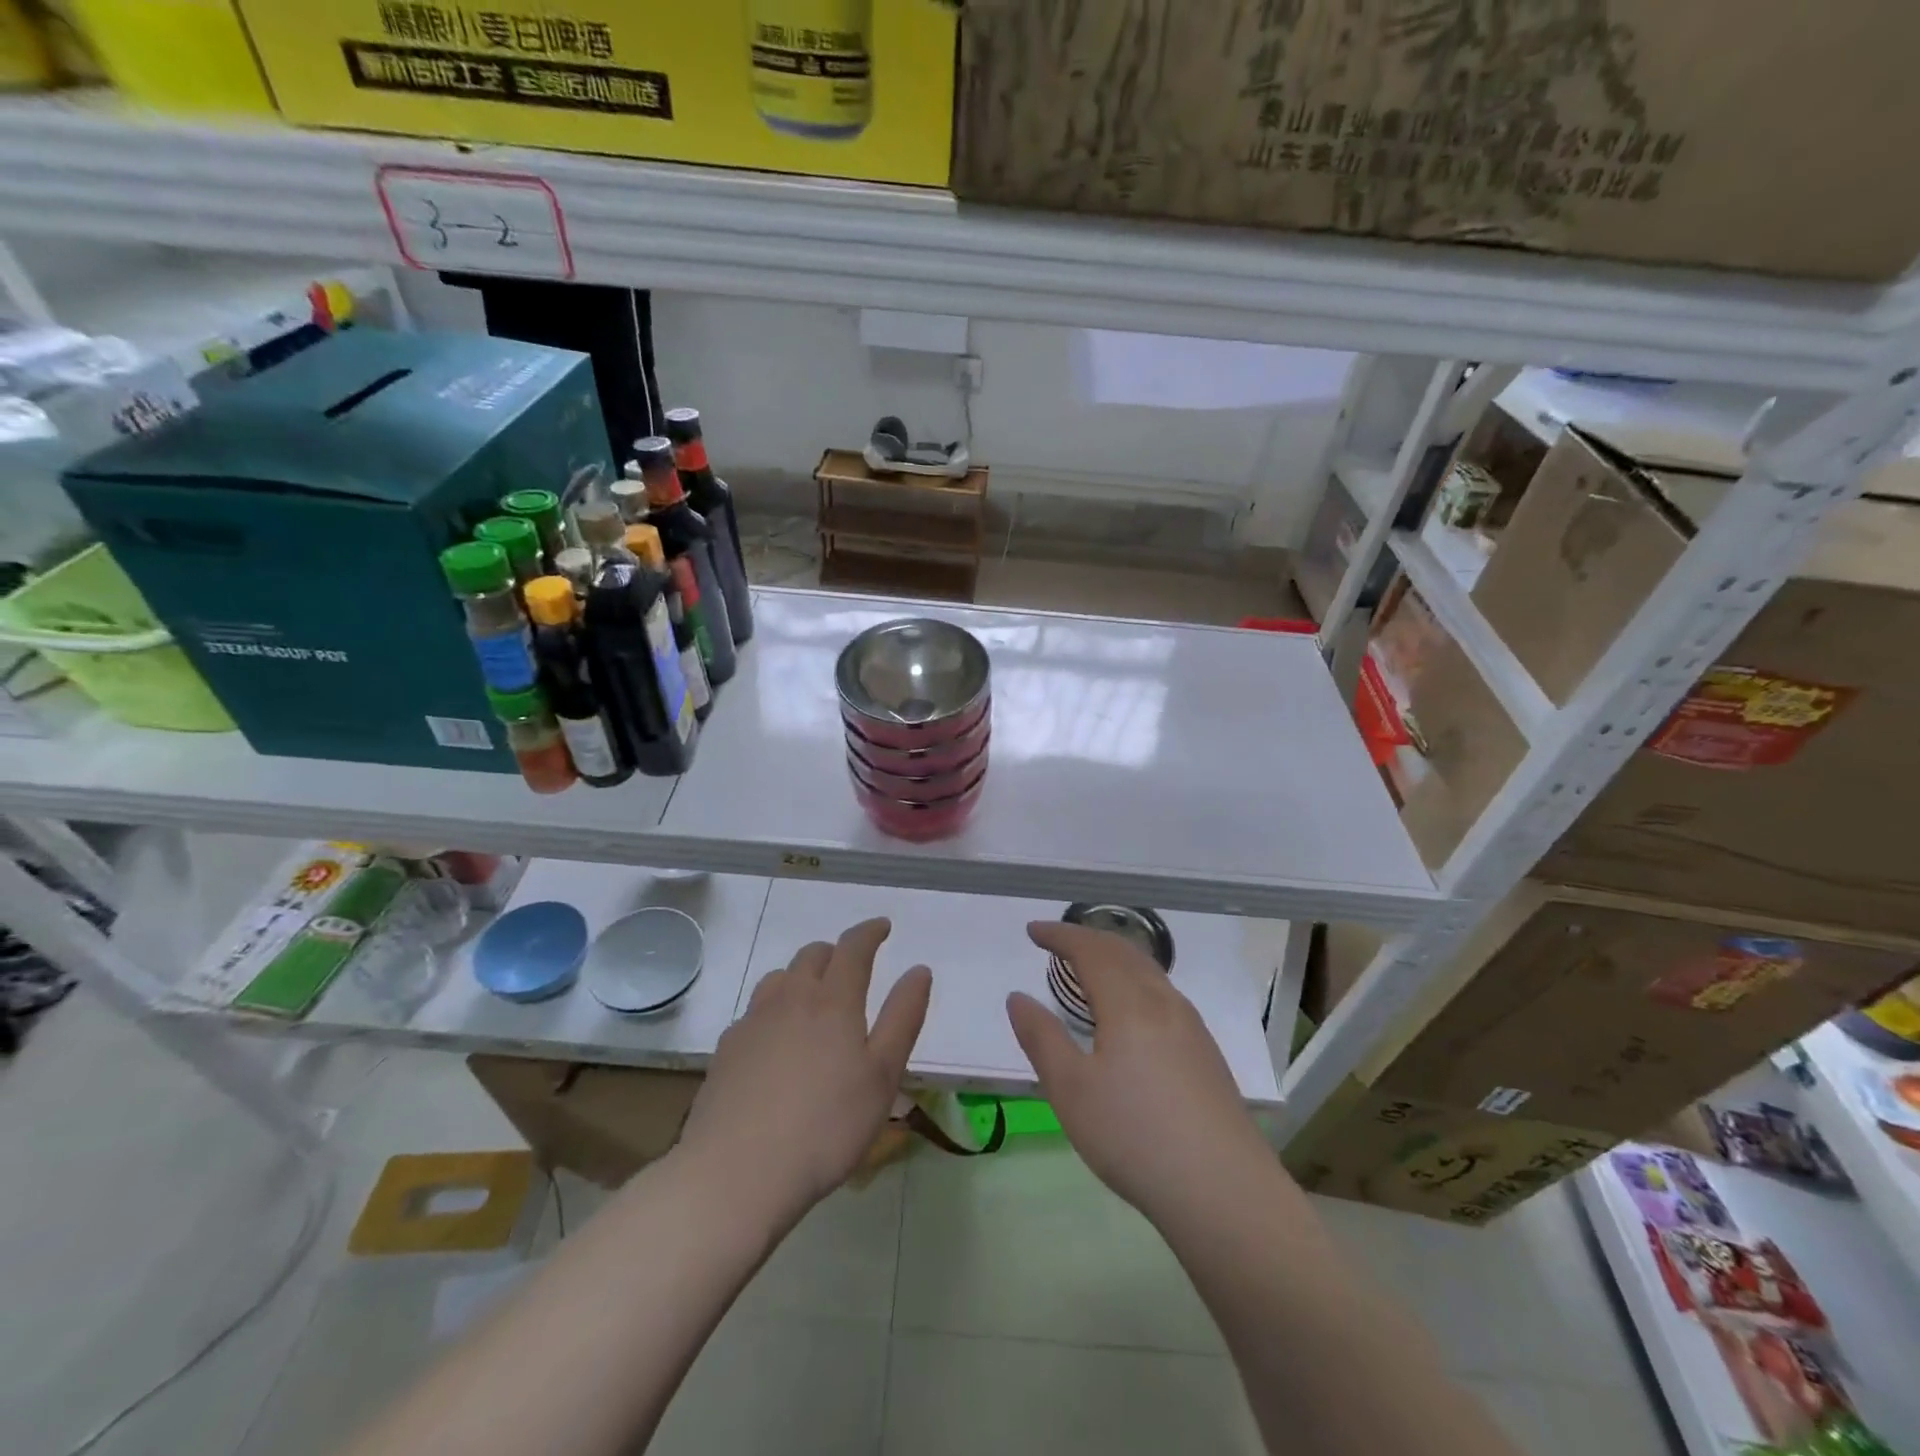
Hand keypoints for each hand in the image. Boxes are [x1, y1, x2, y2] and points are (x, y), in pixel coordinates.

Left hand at [679, 918, 930, 1221]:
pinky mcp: (727, 1049)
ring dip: (801, 976)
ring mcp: (753, 1021)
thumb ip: (903, 1017)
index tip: (883, 926)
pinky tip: (776, 1041)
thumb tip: (918, 970)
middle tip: (852, 968)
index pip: (853, 947)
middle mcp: (790, 998)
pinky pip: (755, 1011)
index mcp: (833, 1000)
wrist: (736, 1172)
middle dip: (836, 953)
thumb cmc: (826, 1126)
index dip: (870, 931)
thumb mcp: (882, 1076)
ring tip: (813, 999)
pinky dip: (774, 1009)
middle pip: (813, 955)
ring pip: (779, 978)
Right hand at [1006, 921, 1270, 1228]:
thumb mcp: (1071, 1090)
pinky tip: (1132, 1011)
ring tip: (1091, 968)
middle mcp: (1163, 1002)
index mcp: (1129, 1003)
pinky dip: (1135, 980)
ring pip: (1149, 971)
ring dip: (1114, 957)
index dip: (1060, 935)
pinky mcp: (1206, 1053)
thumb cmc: (1135, 1136)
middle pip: (1123, 952)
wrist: (1224, 1190)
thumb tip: (1017, 997)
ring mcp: (1191, 1026)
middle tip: (1058, 942)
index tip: (1032, 932)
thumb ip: (1041, 1038)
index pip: (1090, 950)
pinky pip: (1163, 994)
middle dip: (1088, 939)